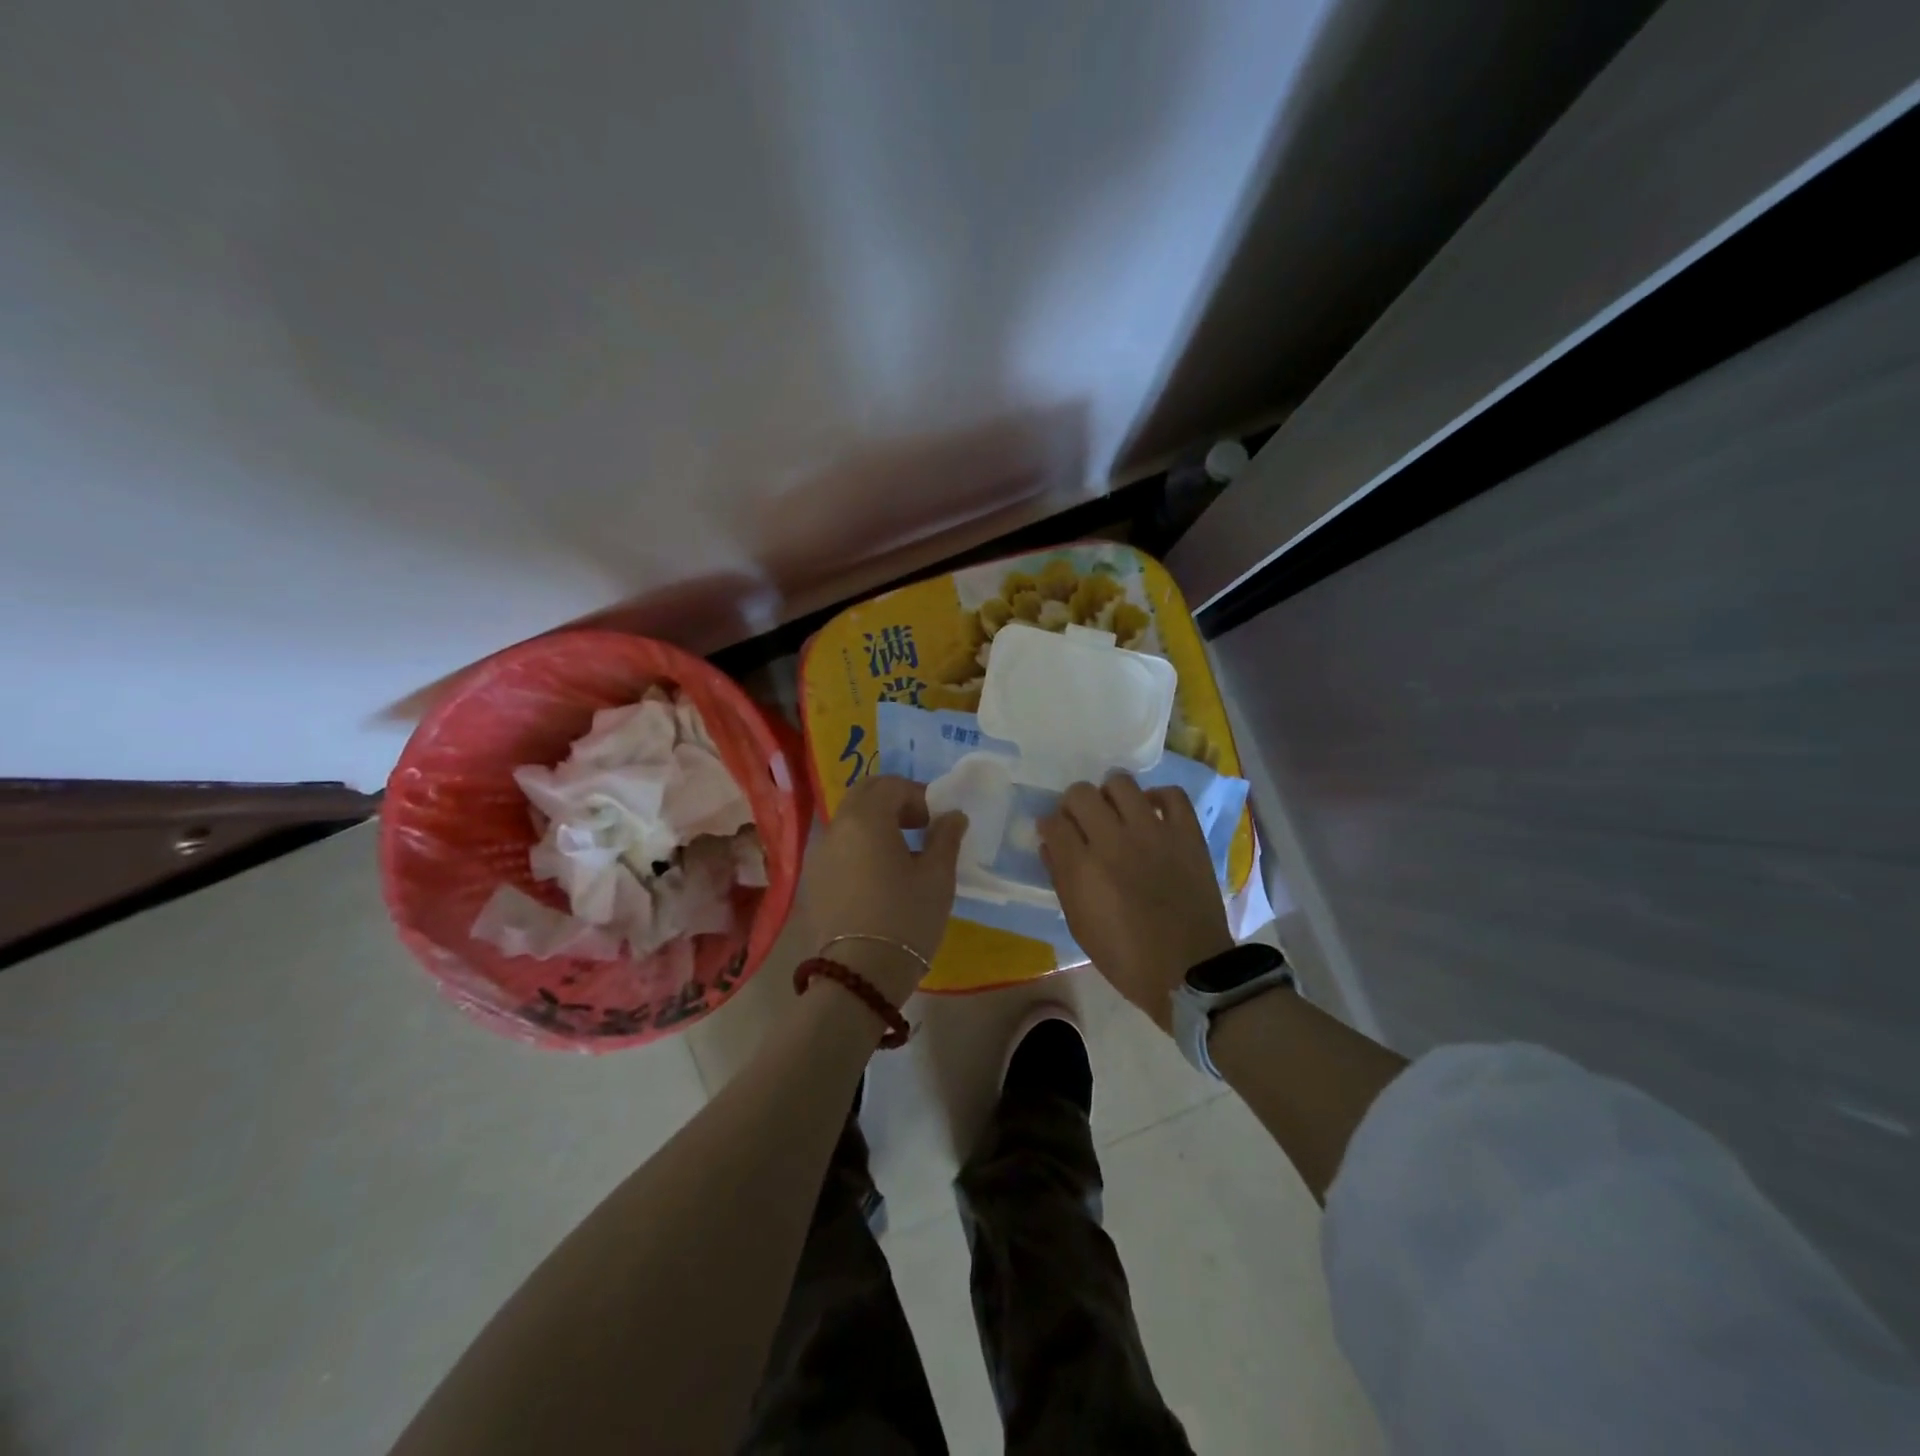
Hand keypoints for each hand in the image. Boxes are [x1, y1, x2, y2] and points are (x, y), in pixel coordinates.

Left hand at [806, 775, 966, 1004]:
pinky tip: (880, 874)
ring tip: (902, 851)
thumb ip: (946, 837)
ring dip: (876, 822)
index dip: (919, 796)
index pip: (892, 785)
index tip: (938, 820)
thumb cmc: (906, 918)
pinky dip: (860, 844)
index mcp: (866, 819)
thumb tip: (952, 816)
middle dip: (894, 801)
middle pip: (864, 794)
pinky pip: (839, 846)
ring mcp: (819, 854)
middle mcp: (836, 828)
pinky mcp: (814, 880)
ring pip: (848, 820)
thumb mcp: (938, 877)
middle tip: (920, 825)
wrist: (860, 974)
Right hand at [1040, 773, 1233, 1030]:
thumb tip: (1050, 845)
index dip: (1049, 825)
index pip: (1053, 822)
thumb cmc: (1124, 956)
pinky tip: (1151, 815)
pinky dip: (1157, 799)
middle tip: (1082, 823)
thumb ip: (1061, 879)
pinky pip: (1171, 795)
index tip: (1055, 834)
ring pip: (1121, 784)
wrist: (1187, 971)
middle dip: (1073, 805)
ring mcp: (1154, 832)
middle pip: (1081, 793)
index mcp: (1083, 867)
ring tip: (1116, 814)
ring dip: (1110, 795)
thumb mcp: (1079, 925)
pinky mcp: (1187, 834)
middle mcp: (1114, 840)